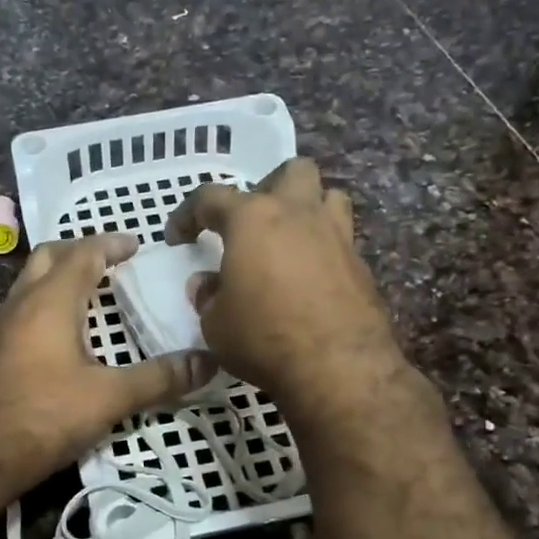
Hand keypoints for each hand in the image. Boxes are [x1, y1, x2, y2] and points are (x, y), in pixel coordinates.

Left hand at [0, 234, 216, 493]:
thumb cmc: (47, 416)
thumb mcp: (111, 397)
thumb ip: (160, 378)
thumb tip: (208, 362)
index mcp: (51, 301)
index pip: (84, 253)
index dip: (111, 244)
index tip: (136, 245)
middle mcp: (20, 305)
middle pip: (47, 258)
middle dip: (78, 252)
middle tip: (107, 262)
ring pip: (23, 287)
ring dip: (51, 282)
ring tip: (79, 297)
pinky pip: (7, 322)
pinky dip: (28, 318)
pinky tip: (35, 339)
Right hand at [165, 158, 407, 412]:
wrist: (337, 366)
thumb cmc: (263, 337)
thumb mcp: (215, 324)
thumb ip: (208, 296)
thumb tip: (208, 284)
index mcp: (253, 219)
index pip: (211, 197)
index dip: (188, 215)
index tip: (178, 238)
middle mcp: (298, 214)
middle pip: (290, 172)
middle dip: (267, 187)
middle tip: (251, 223)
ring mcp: (337, 235)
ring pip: (327, 196)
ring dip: (306, 209)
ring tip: (288, 241)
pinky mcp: (361, 265)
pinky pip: (340, 240)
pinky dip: (323, 249)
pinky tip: (310, 279)